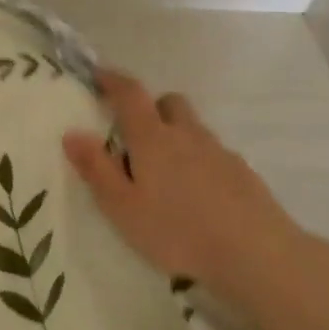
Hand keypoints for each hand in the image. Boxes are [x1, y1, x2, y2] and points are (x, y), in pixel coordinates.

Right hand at [63, 68, 308, 308]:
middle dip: (150, 108)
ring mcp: (220, 152)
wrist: (255, 254)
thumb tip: (73, 133)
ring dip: (175, 136)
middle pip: (169, 103)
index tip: (98, 75)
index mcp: (153, 139)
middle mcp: (187, 135)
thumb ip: (96, 169)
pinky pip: (213, 154)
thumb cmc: (177, 231)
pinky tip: (195, 195)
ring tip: (164, 174)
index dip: (113, 81)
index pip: (130, 95)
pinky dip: (198, 161)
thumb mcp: (122, 207)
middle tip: (134, 135)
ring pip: (193, 129)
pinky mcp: (243, 174)